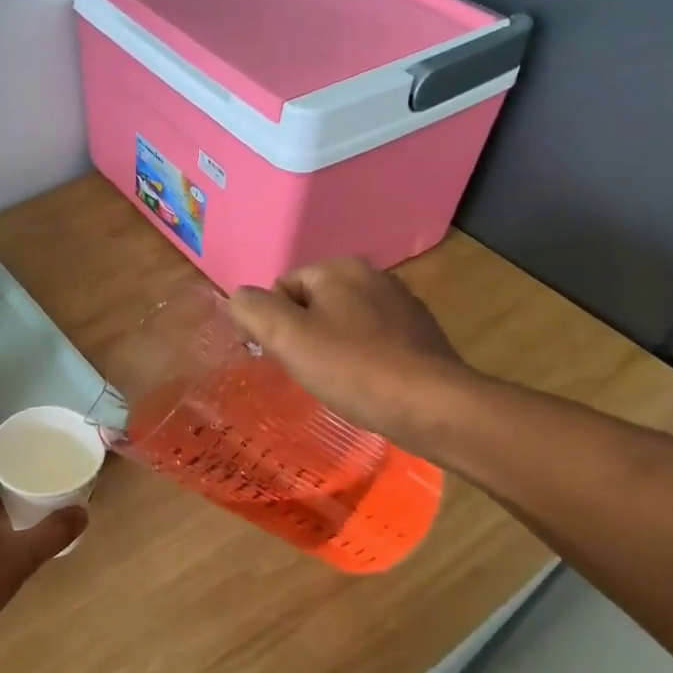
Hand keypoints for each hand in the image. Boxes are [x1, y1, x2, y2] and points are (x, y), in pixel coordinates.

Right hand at [230, 257, 469, 444]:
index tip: (277, 358)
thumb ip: (252, 308)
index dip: (269, 324)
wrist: (431, 405)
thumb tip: (241, 299)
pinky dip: (360, 360)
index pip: (281, 289)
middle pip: (312, 305)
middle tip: (306, 372)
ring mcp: (401, 304)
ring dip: (330, 350)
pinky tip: (364, 385)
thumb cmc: (352, 368)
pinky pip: (371, 341)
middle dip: (301, 337)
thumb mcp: (286, 336)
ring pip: (342, 324)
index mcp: (340, 267)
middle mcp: (373, 275)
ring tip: (335, 381)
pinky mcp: (420, 334)